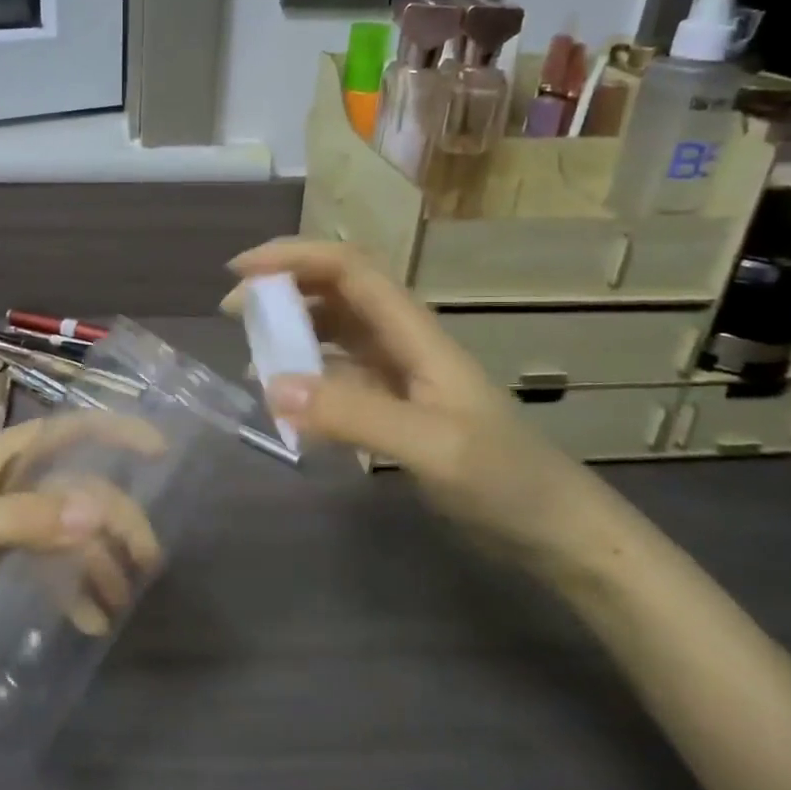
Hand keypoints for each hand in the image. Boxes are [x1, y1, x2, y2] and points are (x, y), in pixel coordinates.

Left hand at [0, 413, 165, 669]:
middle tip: (146, 560)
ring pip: (69, 530)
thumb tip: (99, 512)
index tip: (159, 450)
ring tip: (118, 603)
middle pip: (79, 488)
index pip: (69, 430)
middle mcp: (9, 483)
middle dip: (116, 519)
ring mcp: (5, 523)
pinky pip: (50, 565)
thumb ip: (27, 520)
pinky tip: (87, 620)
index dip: (115, 432)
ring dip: (98, 561)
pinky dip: (72, 588)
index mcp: (1, 458)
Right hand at [225, 239, 602, 555]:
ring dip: (292, 331)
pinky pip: (339, 378)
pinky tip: (287, 404)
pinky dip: (307, 380)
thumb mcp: (433, 446)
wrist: (558, 533)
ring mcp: (400, 378)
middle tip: (232, 313)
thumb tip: (270, 386)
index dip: (295, 257)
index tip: (240, 271)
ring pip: (335, 333)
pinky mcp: (396, 410)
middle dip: (283, 289)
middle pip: (337, 292)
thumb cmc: (507, 481)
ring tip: (252, 356)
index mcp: (415, 334)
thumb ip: (355, 414)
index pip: (350, 269)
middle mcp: (404, 344)